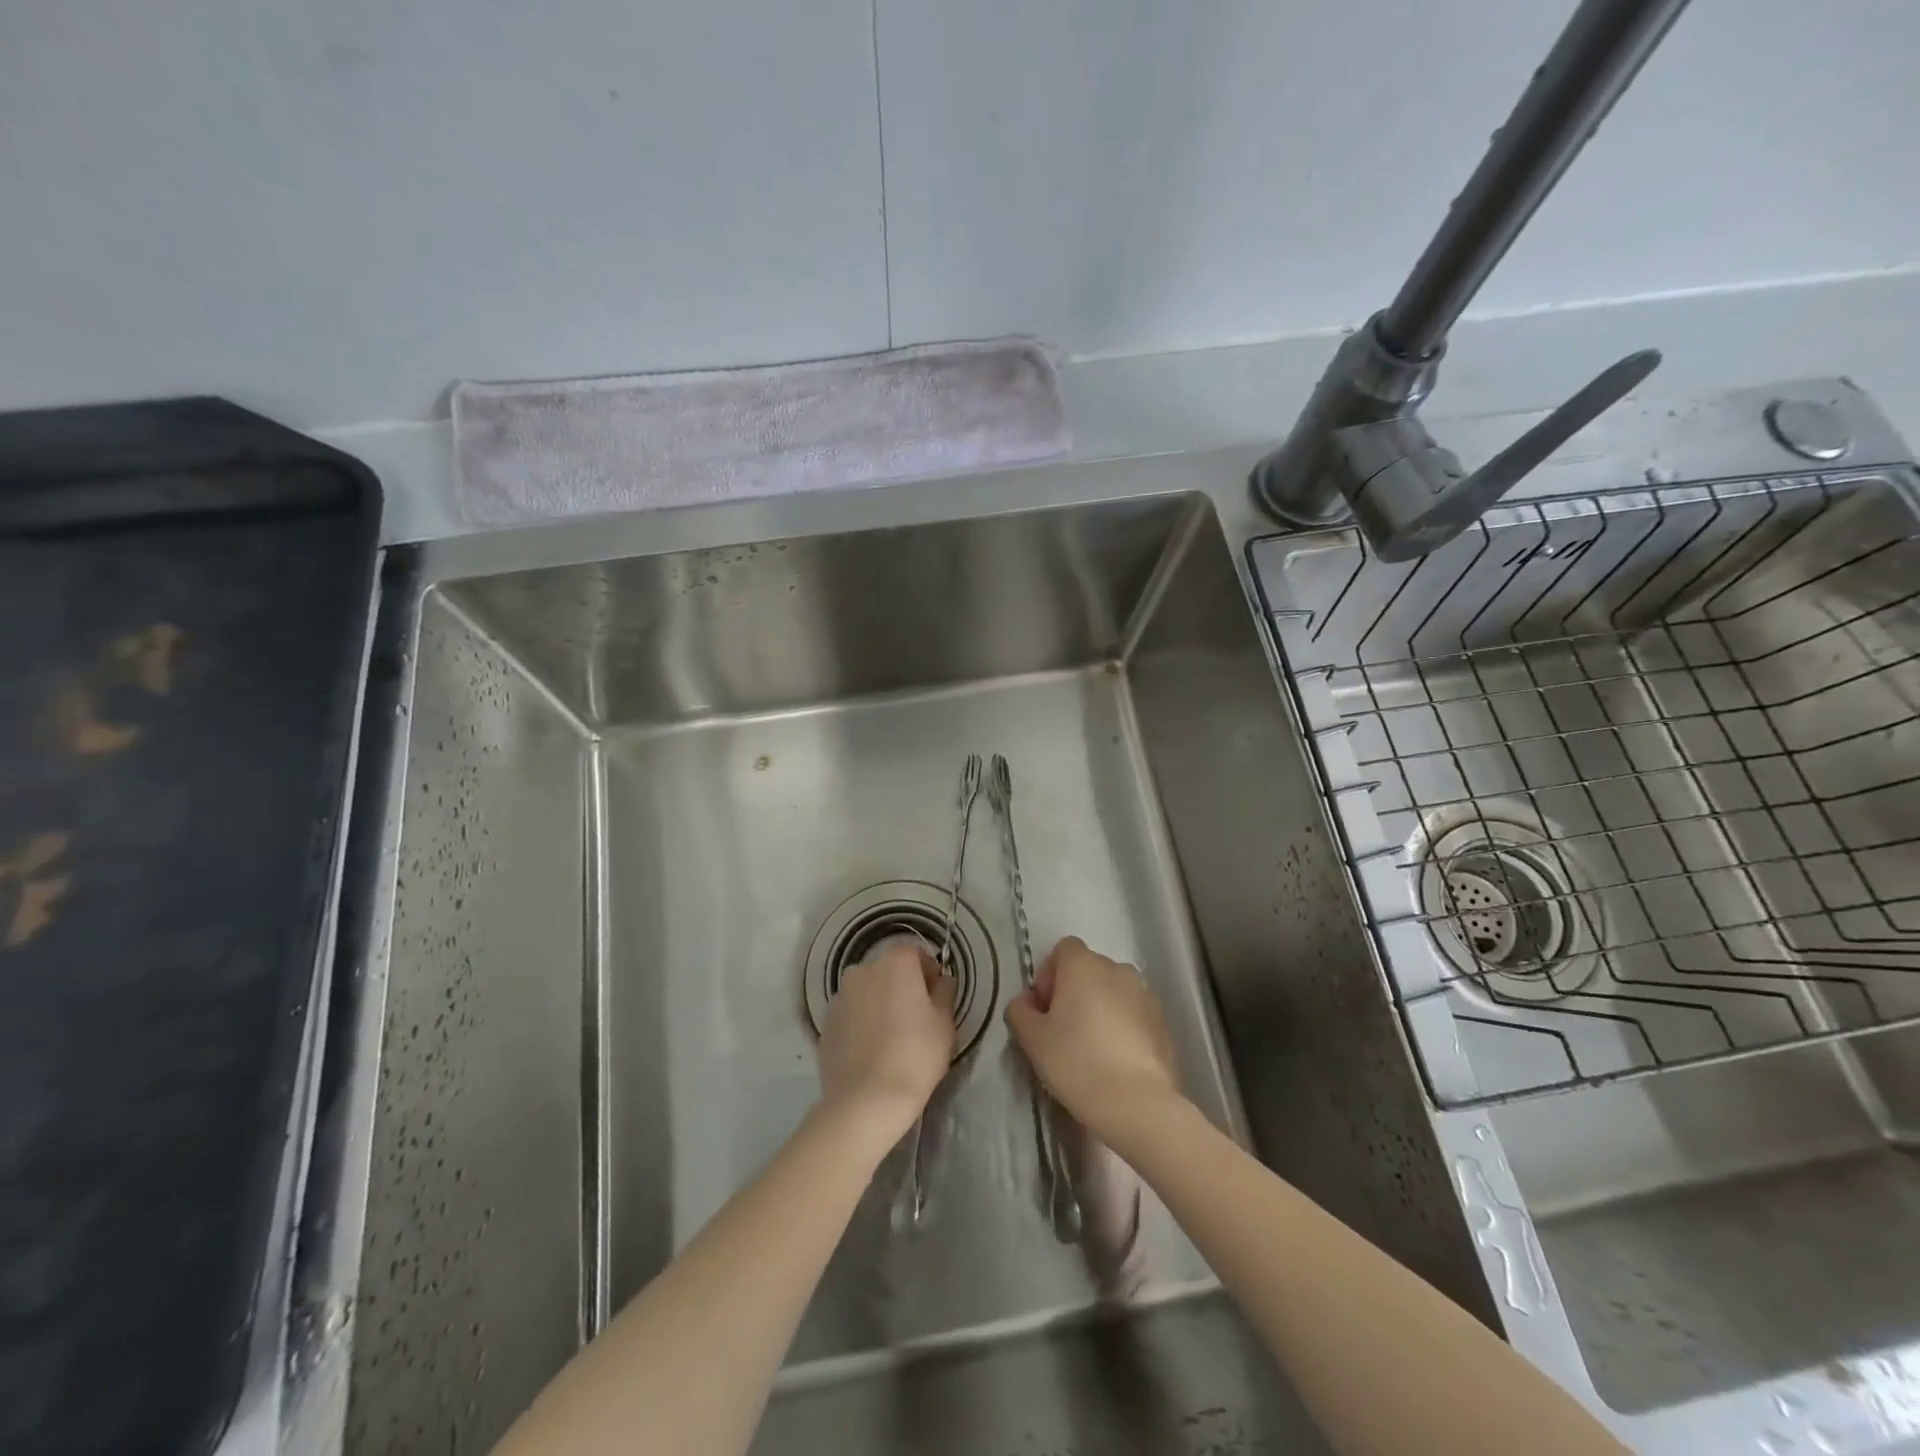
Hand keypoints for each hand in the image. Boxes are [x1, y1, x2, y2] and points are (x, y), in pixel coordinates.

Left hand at [817, 936, 955, 1138]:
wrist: (867, 1100)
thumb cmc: (915, 1055)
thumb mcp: (944, 1023)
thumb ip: (945, 992)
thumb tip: (942, 981)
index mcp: (895, 963)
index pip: (916, 954)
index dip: (929, 974)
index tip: (936, 1000)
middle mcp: (863, 970)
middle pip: (889, 970)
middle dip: (902, 987)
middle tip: (916, 1020)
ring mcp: (839, 996)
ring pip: (867, 992)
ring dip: (879, 1003)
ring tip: (891, 1038)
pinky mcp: (826, 1023)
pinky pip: (851, 1015)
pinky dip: (861, 1024)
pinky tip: (871, 1052)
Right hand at [1005, 936, 1180, 1137]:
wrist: (1137, 1103)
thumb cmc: (1077, 1062)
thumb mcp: (1032, 1039)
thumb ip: (1020, 1011)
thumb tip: (1027, 1003)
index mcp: (1084, 964)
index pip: (1063, 950)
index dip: (1049, 975)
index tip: (1045, 1009)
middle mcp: (1117, 969)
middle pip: (1089, 970)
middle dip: (1074, 992)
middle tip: (1064, 1031)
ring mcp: (1145, 994)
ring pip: (1114, 992)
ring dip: (1101, 1008)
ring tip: (1093, 1048)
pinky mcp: (1164, 1022)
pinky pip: (1135, 1014)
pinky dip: (1124, 1027)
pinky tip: (1117, 1061)